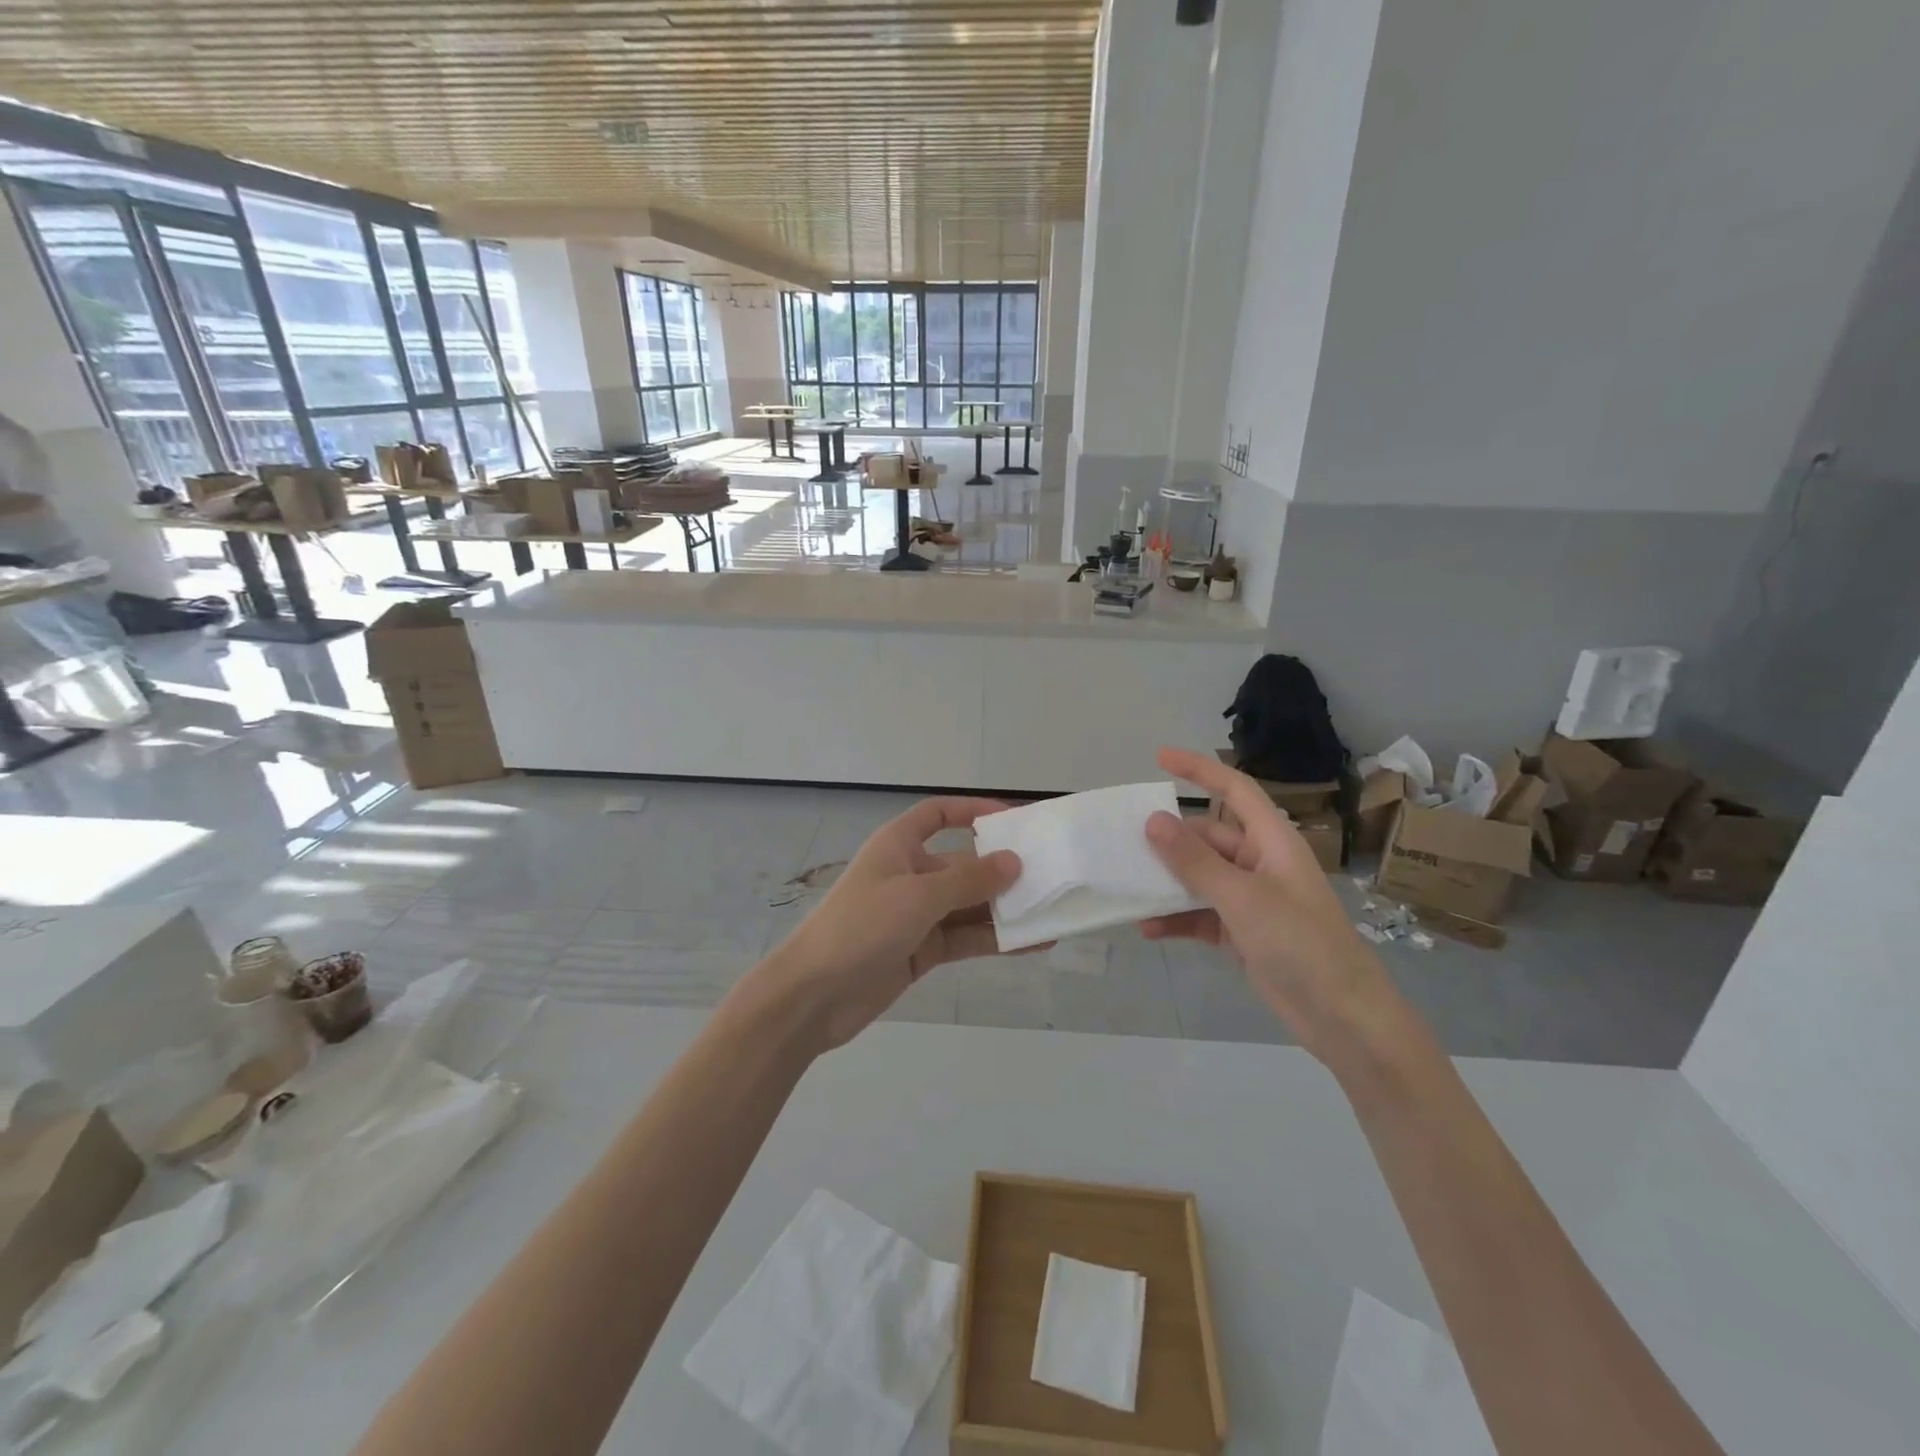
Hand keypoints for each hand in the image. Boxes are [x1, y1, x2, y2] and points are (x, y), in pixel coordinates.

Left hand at [754, 798, 1024, 1049]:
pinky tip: (1031, 944)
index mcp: (899, 845)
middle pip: (963, 864)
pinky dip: (994, 940)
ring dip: (1004, 910)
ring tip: (1051, 913)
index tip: (1012, 819)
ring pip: (969, 905)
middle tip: (1050, 876)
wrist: (814, 996)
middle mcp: (910, 874)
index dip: (972, 811)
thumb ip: (969, 881)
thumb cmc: (861, 926)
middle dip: (1002, 871)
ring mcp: (916, 915)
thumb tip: (1013, 862)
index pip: (938, 815)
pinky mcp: (921, 950)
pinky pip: (965, 938)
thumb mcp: (918, 896)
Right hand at [1142, 746, 1394, 1058]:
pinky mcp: (1242, 931)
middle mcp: (1260, 863)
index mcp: (1272, 841)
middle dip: (1169, 840)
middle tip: (1123, 842)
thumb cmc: (1301, 944)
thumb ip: (1195, 861)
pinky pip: (1200, 914)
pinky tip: (1147, 928)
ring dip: (1167, 882)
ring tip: (1126, 884)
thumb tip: (1153, 820)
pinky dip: (1176, 919)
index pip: (1235, 790)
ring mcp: (1250, 899)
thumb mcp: (1243, 898)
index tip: (1160, 758)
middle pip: (1207, 838)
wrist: (1342, 1017)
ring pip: (1199, 877)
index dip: (1200, 769)